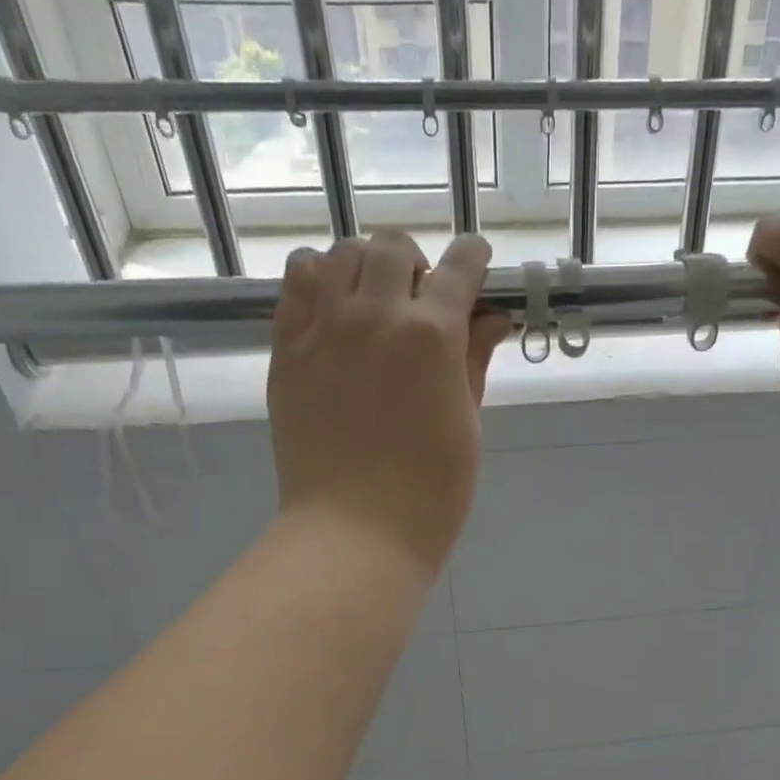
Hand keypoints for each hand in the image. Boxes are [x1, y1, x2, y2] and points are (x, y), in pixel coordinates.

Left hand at [268, 231, 511, 570]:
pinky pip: (296, 284)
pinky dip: (316, 280)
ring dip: (365, 266)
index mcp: (433, 336)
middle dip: (417, 262)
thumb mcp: (467, 426)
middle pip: (393, 248)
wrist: (356, 531)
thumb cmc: (431, 492)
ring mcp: (324, 329)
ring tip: (372, 301)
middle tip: (421, 300)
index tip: (478, 266)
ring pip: (340, 255)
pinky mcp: (287, 349)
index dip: (474, 259)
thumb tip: (491, 319)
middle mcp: (376, 315)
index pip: (460, 268)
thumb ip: (474, 363)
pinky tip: (331, 308)